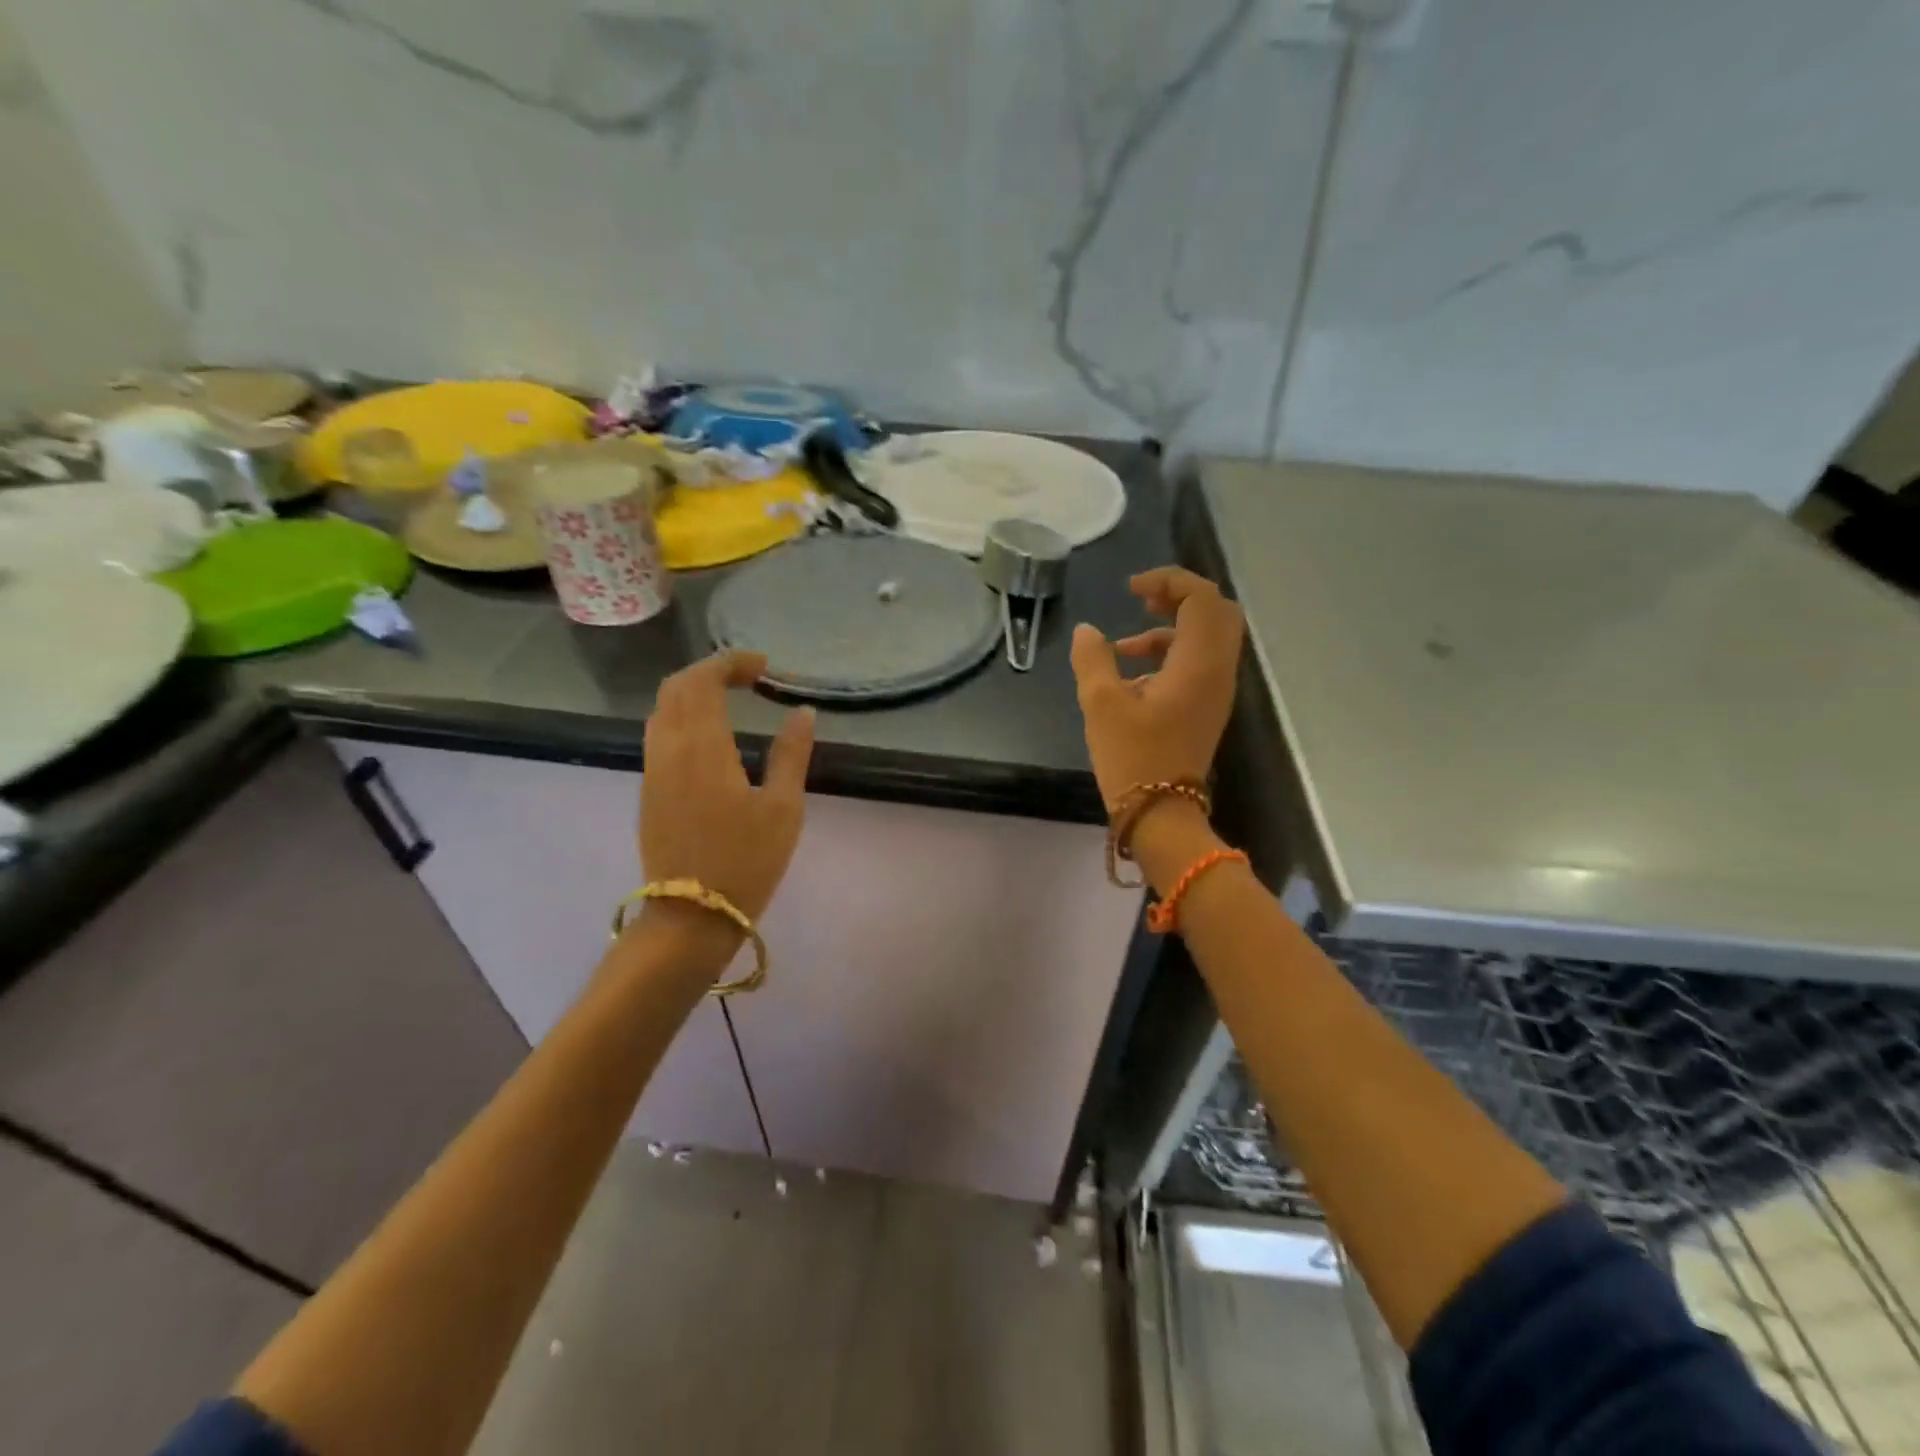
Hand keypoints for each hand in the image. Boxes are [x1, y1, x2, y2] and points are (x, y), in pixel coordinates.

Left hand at [638, 651, 813, 937]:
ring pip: (662, 710)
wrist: (691, 916)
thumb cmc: (745, 861)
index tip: (763, 667)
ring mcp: (653, 770)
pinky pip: (658, 735)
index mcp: (703, 747)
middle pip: (676, 688)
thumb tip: (803, 712)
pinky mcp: (648, 791)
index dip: (730, 663)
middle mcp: (669, 749)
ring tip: (729, 700)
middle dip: (709, 672)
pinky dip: (682, 717)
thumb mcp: (783, 808)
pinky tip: (710, 735)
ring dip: (692, 693)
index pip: (703, 681)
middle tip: (748, 677)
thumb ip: (792, 754)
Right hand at [1070, 567, 1244, 809]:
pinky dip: (1172, 654)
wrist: (1161, 815)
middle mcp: (1218, 671)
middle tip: (1142, 601)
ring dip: (1172, 628)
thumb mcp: (1101, 704)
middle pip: (1216, 612)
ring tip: (1126, 645)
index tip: (1130, 589)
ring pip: (1209, 638)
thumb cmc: (1133, 757)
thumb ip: (1093, 659)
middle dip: (1180, 597)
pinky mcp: (1207, 709)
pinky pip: (1200, 663)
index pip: (1202, 598)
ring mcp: (1216, 692)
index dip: (1169, 580)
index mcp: (1198, 663)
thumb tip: (1087, 632)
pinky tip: (1133, 675)